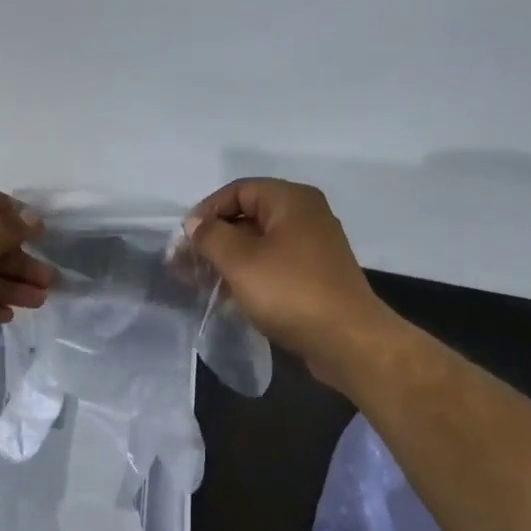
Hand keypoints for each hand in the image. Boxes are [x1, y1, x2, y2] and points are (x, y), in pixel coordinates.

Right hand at [185, 179, 398, 388]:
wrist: (346, 340)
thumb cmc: (290, 292)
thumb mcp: (240, 261)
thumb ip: (211, 236)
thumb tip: (195, 224)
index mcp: (291, 200)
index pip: (238, 190)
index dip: (206, 211)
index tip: (184, 240)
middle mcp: (305, 215)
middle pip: (248, 215)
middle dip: (214, 238)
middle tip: (185, 263)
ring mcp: (313, 247)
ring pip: (259, 243)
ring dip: (227, 259)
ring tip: (199, 281)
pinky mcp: (314, 276)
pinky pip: (273, 265)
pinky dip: (248, 274)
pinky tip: (227, 295)